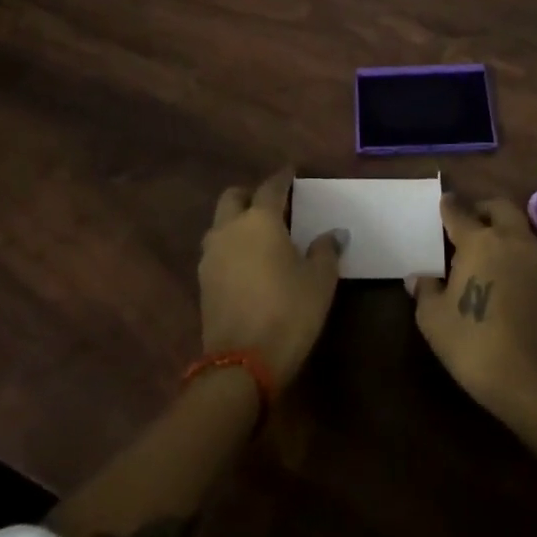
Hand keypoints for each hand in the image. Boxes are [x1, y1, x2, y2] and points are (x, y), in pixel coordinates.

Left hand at [199, 168, 341, 388]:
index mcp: (260, 220)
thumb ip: (325, 250)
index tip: (291, 172)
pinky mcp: (203, 282)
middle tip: (271, 204)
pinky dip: (230, 247)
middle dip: (250, 194)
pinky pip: (216, 250)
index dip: (283, 177)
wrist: (242, 364)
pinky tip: (247, 263)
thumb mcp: (320, 281)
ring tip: (258, 235)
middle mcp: (230, 229)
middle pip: (233, 197)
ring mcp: (211, 256)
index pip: (271, 187)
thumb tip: (334, 234)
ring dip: (236, 221)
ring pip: (220, 224)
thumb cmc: (288, 312)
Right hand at [414, 195, 536, 424]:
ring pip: (517, 227)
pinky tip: (497, 271)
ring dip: (500, 227)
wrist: (529, 379)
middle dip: (481, 208)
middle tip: (465, 222)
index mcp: (479, 241)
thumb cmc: (474, 342)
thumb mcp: (434, 319)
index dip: (448, 206)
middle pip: (498, 208)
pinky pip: (526, 250)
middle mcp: (509, 241)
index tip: (442, 203)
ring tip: (480, 248)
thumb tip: (417, 278)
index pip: (459, 212)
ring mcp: (532, 260)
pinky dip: (512, 249)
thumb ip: (425, 291)